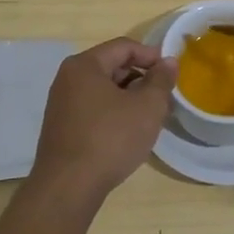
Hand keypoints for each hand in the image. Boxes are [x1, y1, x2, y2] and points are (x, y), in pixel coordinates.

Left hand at [31, 38, 176, 202]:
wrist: (69, 187)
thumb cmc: (110, 139)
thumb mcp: (147, 107)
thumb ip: (161, 80)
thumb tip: (168, 62)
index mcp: (84, 65)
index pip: (124, 47)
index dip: (151, 55)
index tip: (172, 73)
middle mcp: (67, 79)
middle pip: (112, 66)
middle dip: (141, 78)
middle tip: (164, 97)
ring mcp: (61, 104)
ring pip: (103, 90)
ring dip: (129, 98)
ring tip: (150, 117)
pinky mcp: (61, 127)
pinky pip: (93, 109)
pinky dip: (114, 113)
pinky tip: (128, 132)